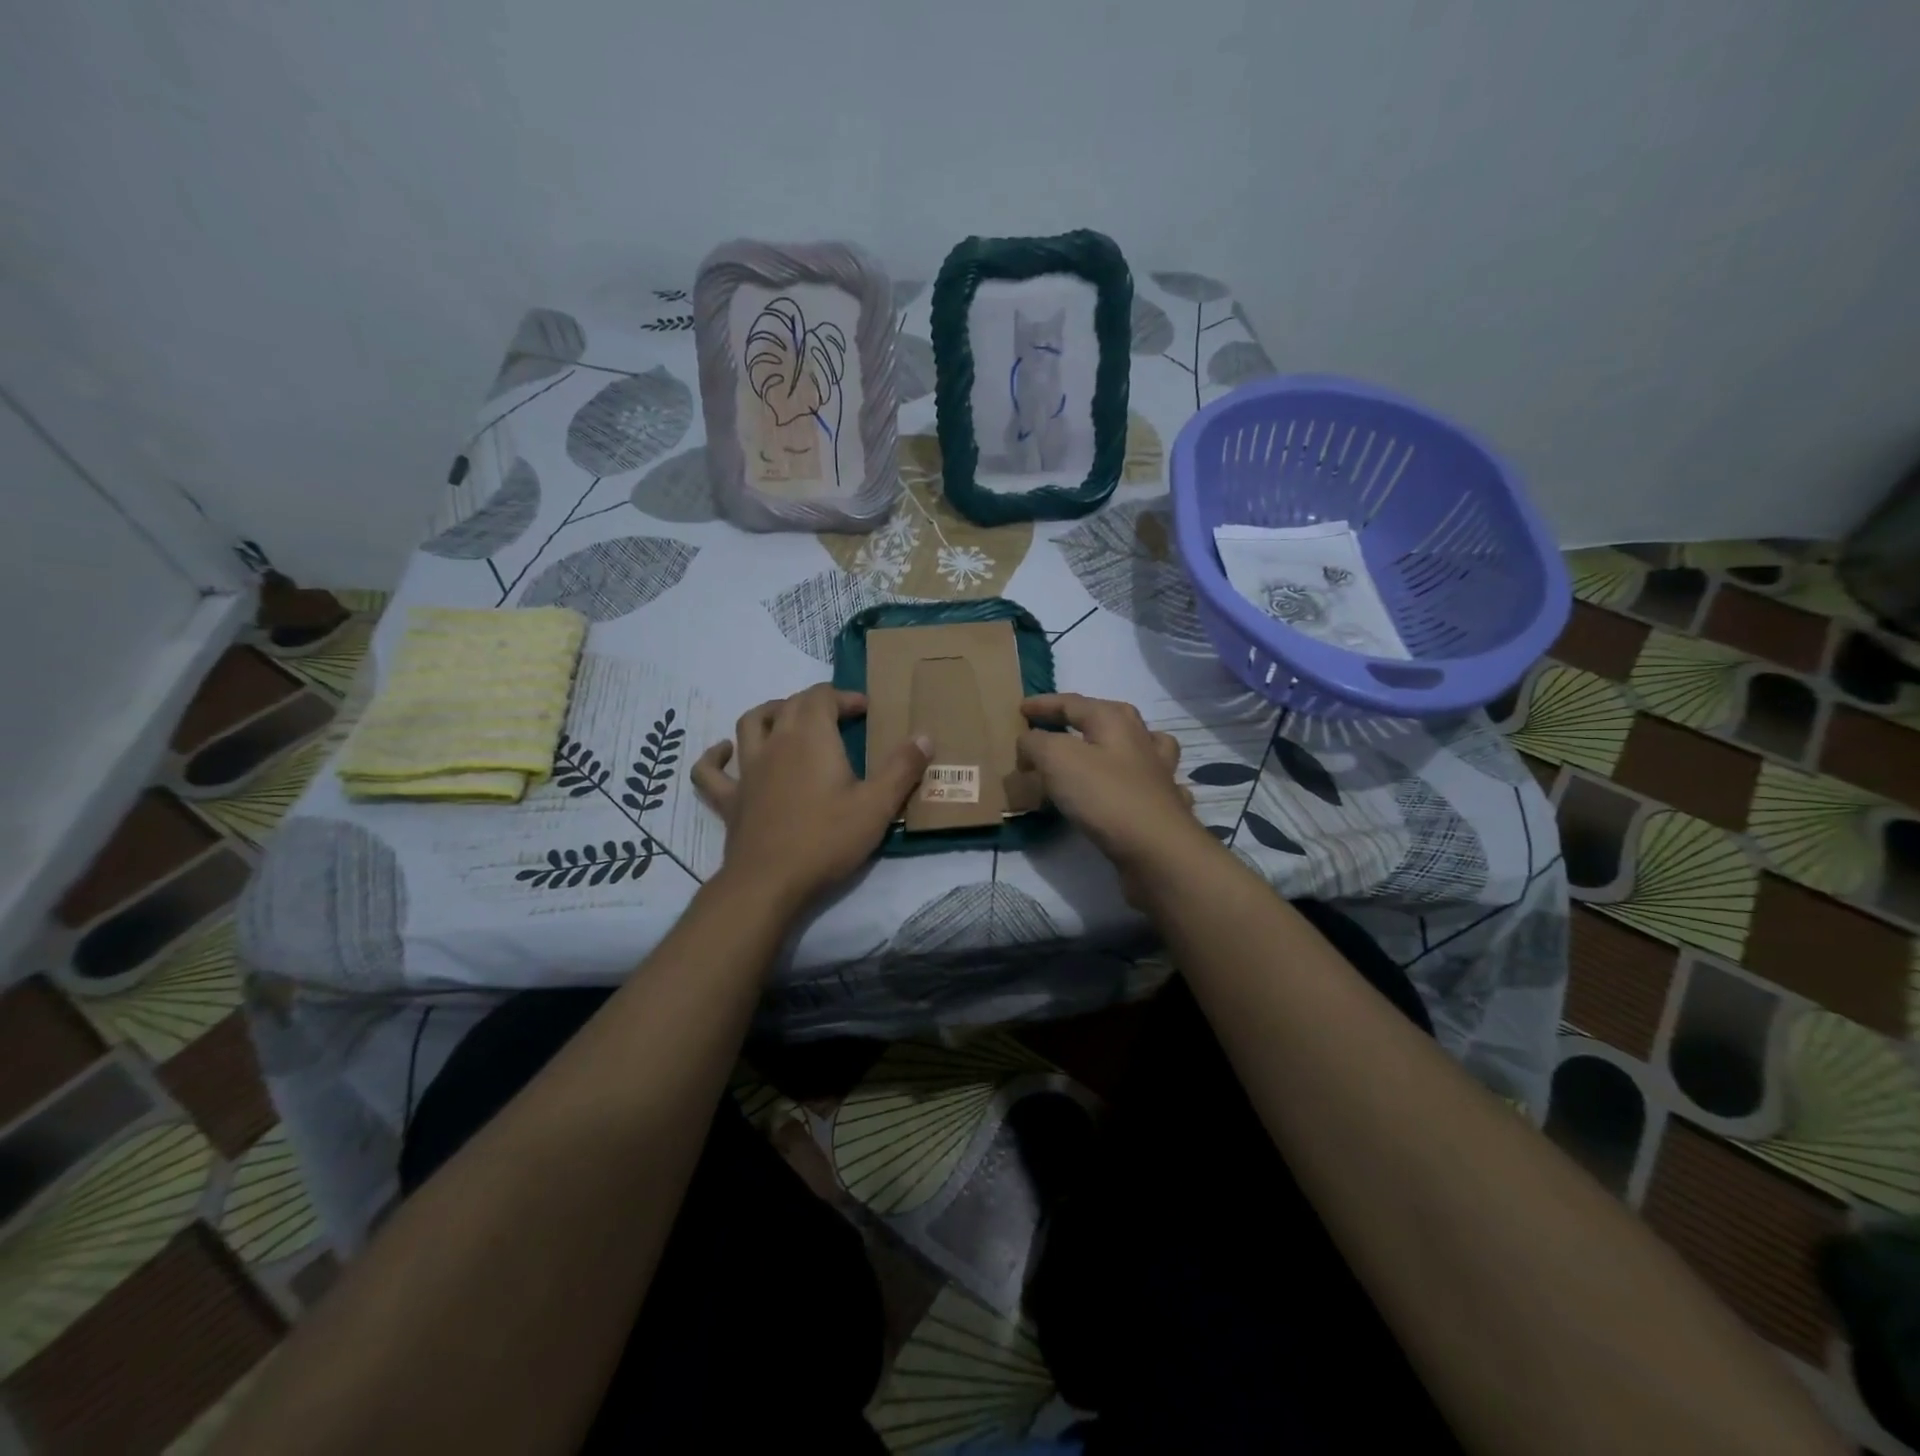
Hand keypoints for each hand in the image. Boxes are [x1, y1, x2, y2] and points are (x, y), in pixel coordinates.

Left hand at [692, 684, 929, 911]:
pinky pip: (710, 771)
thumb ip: (902, 768)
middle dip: (816, 702)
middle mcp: (775, 742)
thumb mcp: (877, 805)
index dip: (845, 696)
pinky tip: (724, 752)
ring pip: (750, 723)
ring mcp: (747, 770)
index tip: (866, 710)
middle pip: (790, 704)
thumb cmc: (827, 840)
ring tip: (786, 717)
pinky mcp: (730, 799)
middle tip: (838, 717)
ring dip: (770, 713)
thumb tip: (924, 736)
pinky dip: (715, 756)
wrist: (770, 882)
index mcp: (811, 737)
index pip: (823, 696)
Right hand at [1018, 694, 1210, 896]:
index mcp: (1114, 720)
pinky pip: (1150, 783)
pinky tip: (1133, 790)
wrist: (1156, 849)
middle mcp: (1141, 739)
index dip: (1044, 705)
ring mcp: (1159, 772)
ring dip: (1119, 744)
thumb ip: (1036, 743)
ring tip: (1101, 753)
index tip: (1021, 710)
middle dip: (1082, 718)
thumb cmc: (1104, 795)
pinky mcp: (1165, 804)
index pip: (1072, 703)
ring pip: (1139, 746)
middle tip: (1057, 728)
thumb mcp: (1056, 758)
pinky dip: (1139, 781)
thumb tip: (1029, 742)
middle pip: (1109, 718)